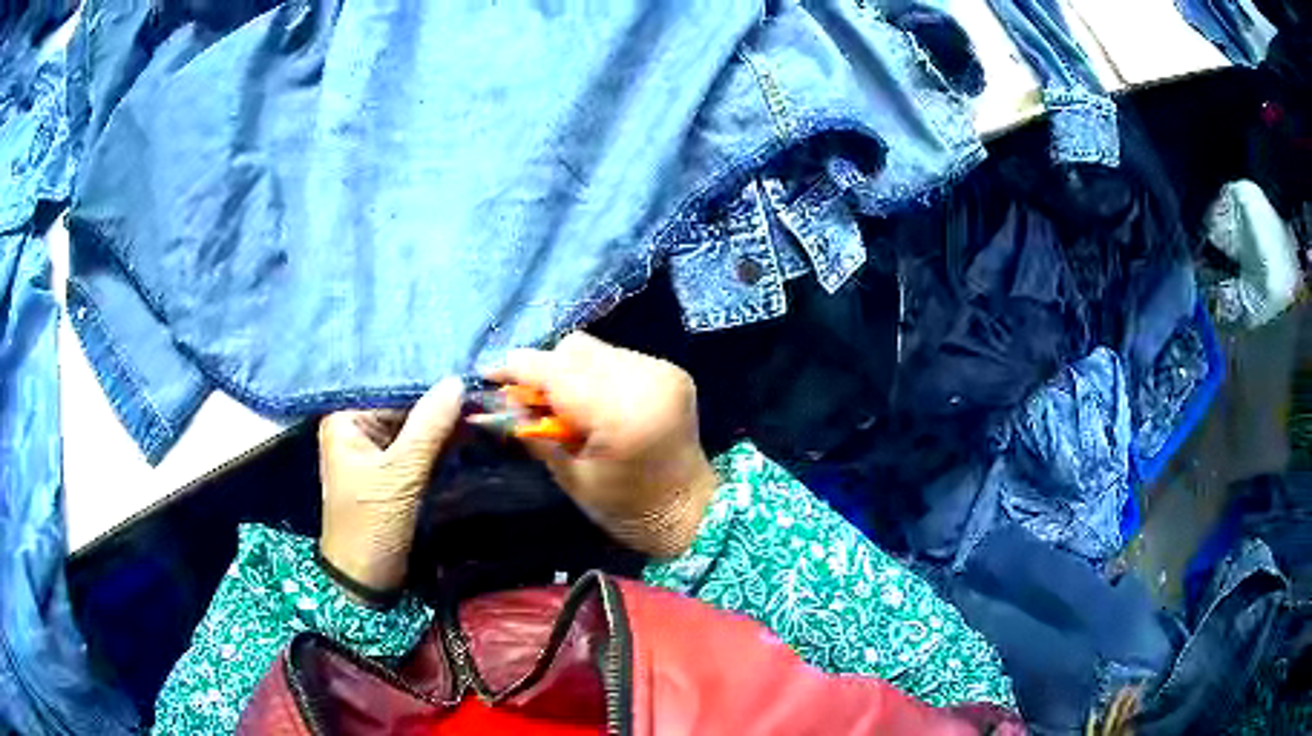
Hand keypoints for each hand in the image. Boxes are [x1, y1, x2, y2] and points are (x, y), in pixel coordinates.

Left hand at [318, 378, 462, 595]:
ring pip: (417, 427)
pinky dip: (443, 443)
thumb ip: (429, 427)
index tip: (468, 378)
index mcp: (347, 420)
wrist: (365, 580)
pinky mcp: (394, 472)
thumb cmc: (371, 525)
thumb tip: (457, 382)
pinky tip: (470, 432)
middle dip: (442, 404)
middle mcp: (360, 428)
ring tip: (484, 408)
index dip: (430, 384)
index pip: (393, 390)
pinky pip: (421, 448)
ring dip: (447, 423)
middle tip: (483, 393)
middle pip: (405, 407)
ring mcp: (378, 451)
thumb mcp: (400, 475)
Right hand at [487, 332, 717, 557]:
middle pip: (574, 350)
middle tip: (529, 399)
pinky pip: (616, 357)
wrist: (691, 510)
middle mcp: (645, 380)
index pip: (556, 372)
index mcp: (621, 414)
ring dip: (570, 370)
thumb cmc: (626, 508)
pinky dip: (596, 374)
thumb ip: (536, 434)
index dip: (517, 368)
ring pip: (594, 349)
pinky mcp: (670, 371)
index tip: (489, 374)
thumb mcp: (571, 478)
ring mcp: (661, 371)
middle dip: (544, 369)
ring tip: (566, 405)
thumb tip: (502, 402)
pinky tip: (596, 402)